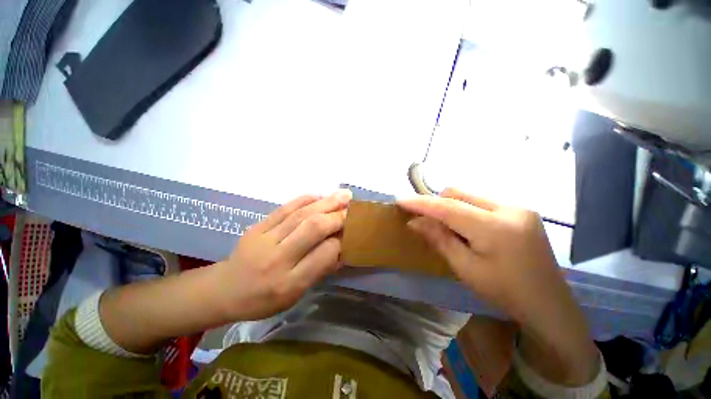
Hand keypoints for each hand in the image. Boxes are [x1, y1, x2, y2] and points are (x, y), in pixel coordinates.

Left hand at [214, 189, 351, 320]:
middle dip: (336, 216)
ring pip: (301, 214)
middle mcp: (278, 259)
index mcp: (289, 283)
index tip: (351, 231)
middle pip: (312, 229)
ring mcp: (265, 239)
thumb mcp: (296, 294)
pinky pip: (285, 208)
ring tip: (343, 195)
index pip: (323, 255)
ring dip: (325, 203)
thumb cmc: (264, 299)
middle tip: (351, 207)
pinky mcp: (257, 226)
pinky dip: (305, 199)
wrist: (225, 289)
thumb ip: (320, 270)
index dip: (341, 240)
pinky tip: (319, 195)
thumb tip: (342, 248)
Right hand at [398, 187, 565, 324]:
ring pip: (469, 196)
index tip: (401, 201)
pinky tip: (469, 228)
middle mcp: (509, 208)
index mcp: (496, 228)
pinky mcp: (521, 210)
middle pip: (458, 193)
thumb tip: (414, 222)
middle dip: (437, 204)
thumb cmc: (504, 292)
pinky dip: (466, 210)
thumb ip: (439, 239)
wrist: (549, 304)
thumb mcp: (465, 268)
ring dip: (452, 207)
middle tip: (426, 220)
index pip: (448, 207)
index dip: (422, 203)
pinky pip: (482, 202)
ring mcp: (518, 207)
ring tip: (449, 228)